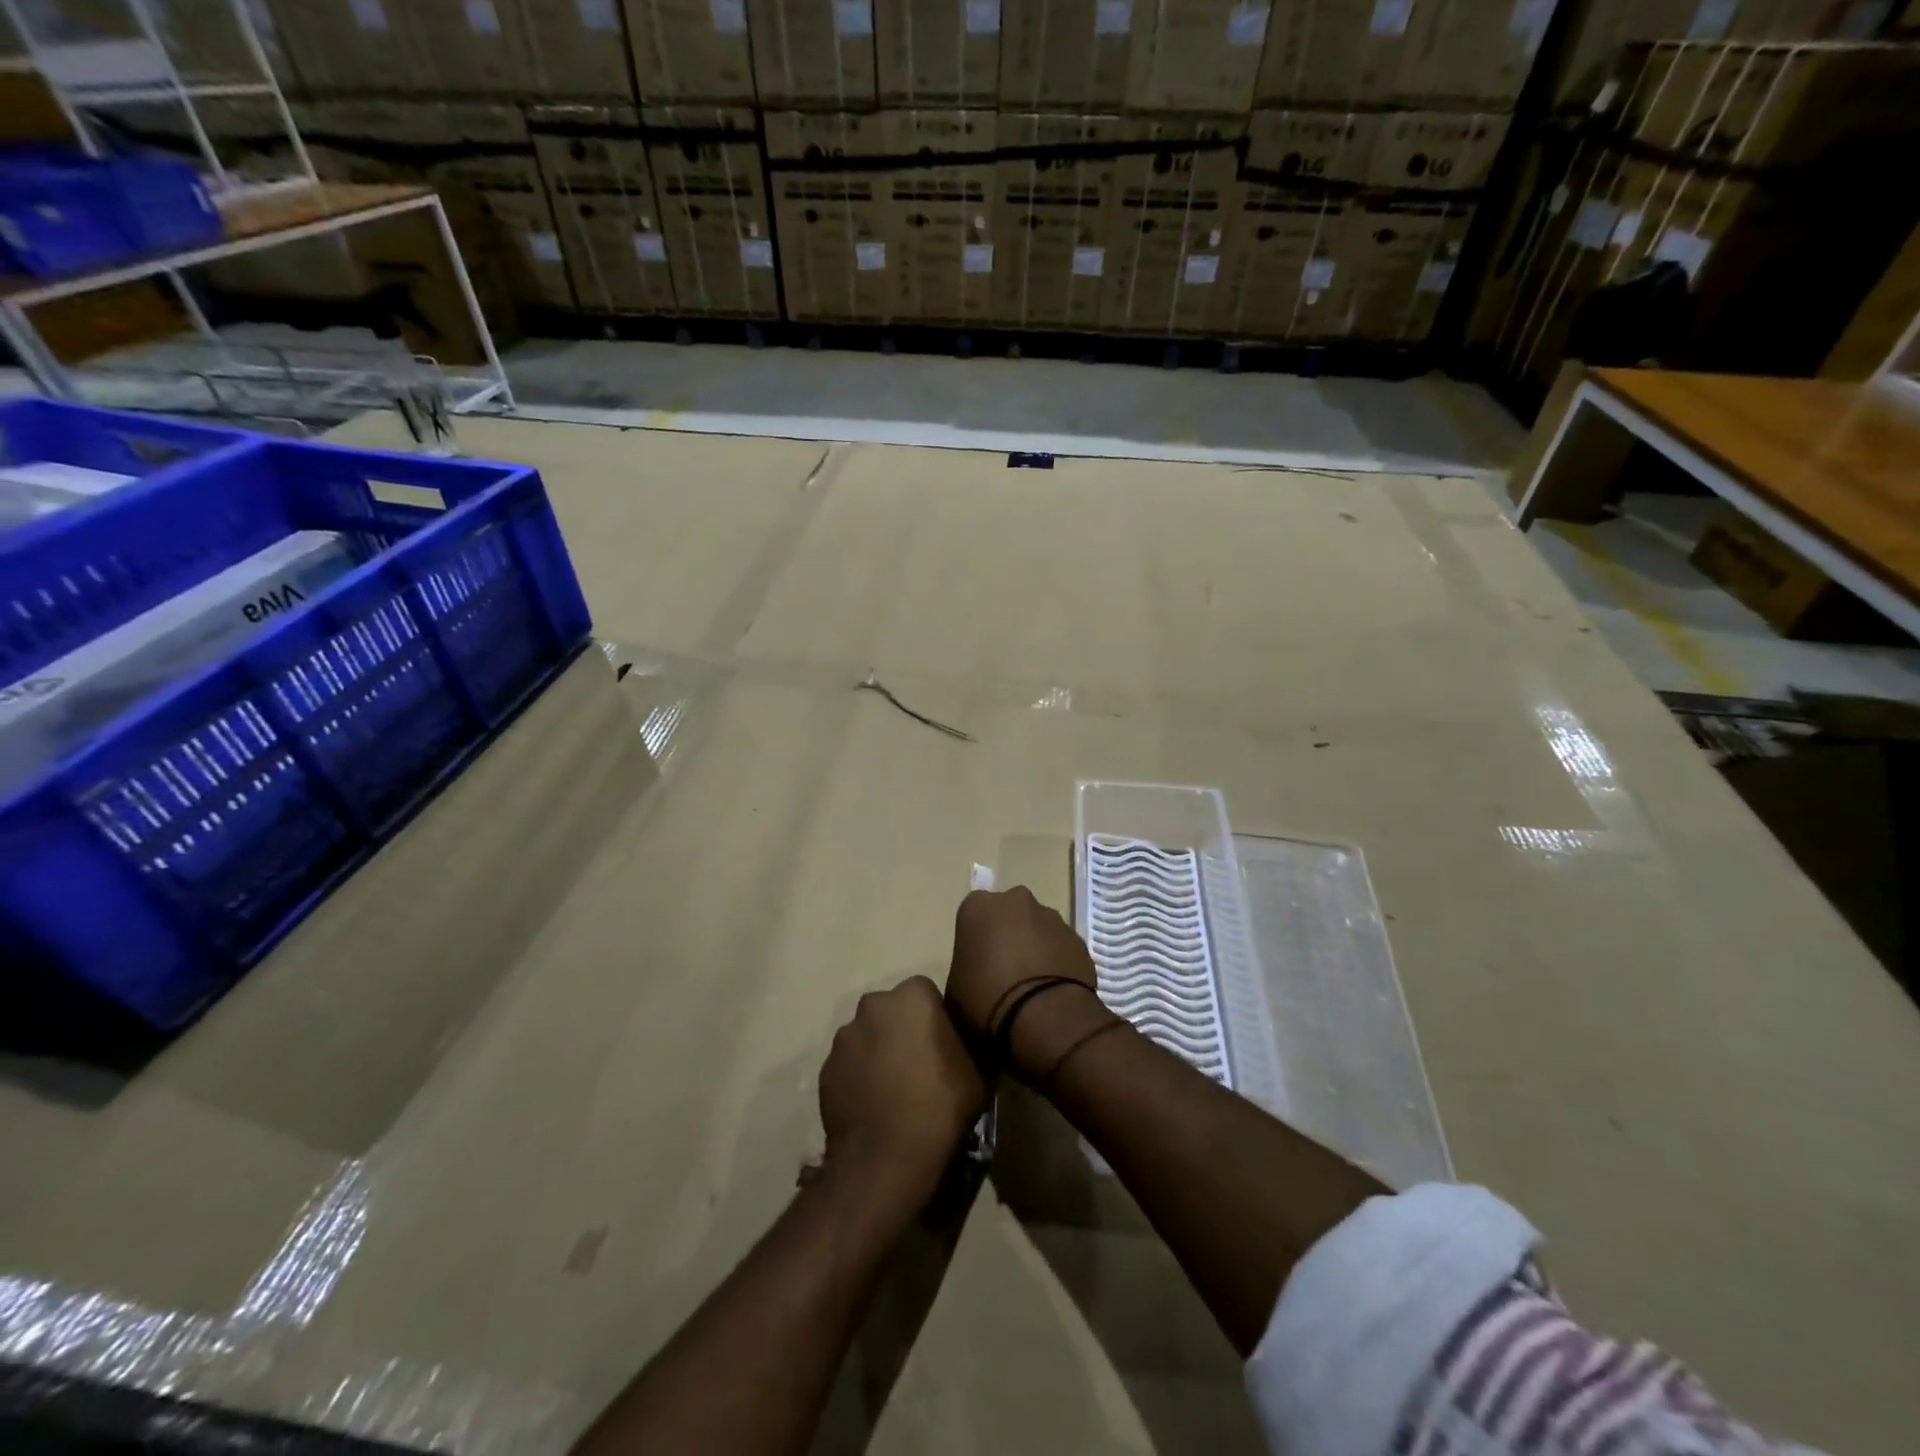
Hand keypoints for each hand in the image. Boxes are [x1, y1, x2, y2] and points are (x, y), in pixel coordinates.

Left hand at [818, 976, 985, 1200]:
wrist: (887, 1157)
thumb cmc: (940, 1106)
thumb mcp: (975, 1072)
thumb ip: (964, 1044)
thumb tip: (959, 1044)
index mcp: (912, 996)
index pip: (926, 993)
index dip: (935, 1018)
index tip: (943, 1046)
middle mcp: (873, 1005)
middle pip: (891, 1010)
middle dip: (901, 1029)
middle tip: (917, 1065)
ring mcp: (844, 1036)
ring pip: (867, 1036)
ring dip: (878, 1052)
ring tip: (892, 1090)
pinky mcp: (825, 1068)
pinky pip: (849, 1064)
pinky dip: (858, 1076)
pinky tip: (872, 1105)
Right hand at [946, 887, 1103, 1077]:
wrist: (1042, 1013)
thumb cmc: (986, 997)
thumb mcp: (954, 989)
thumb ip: (964, 967)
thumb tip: (974, 973)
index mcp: (979, 906)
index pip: (973, 914)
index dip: (975, 939)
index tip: (976, 963)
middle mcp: (1016, 900)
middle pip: (1009, 913)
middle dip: (1007, 933)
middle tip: (1003, 969)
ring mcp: (1051, 916)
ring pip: (1038, 927)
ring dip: (1034, 946)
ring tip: (1031, 983)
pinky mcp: (1077, 937)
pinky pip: (1060, 946)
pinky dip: (1056, 960)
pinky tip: (1052, 989)